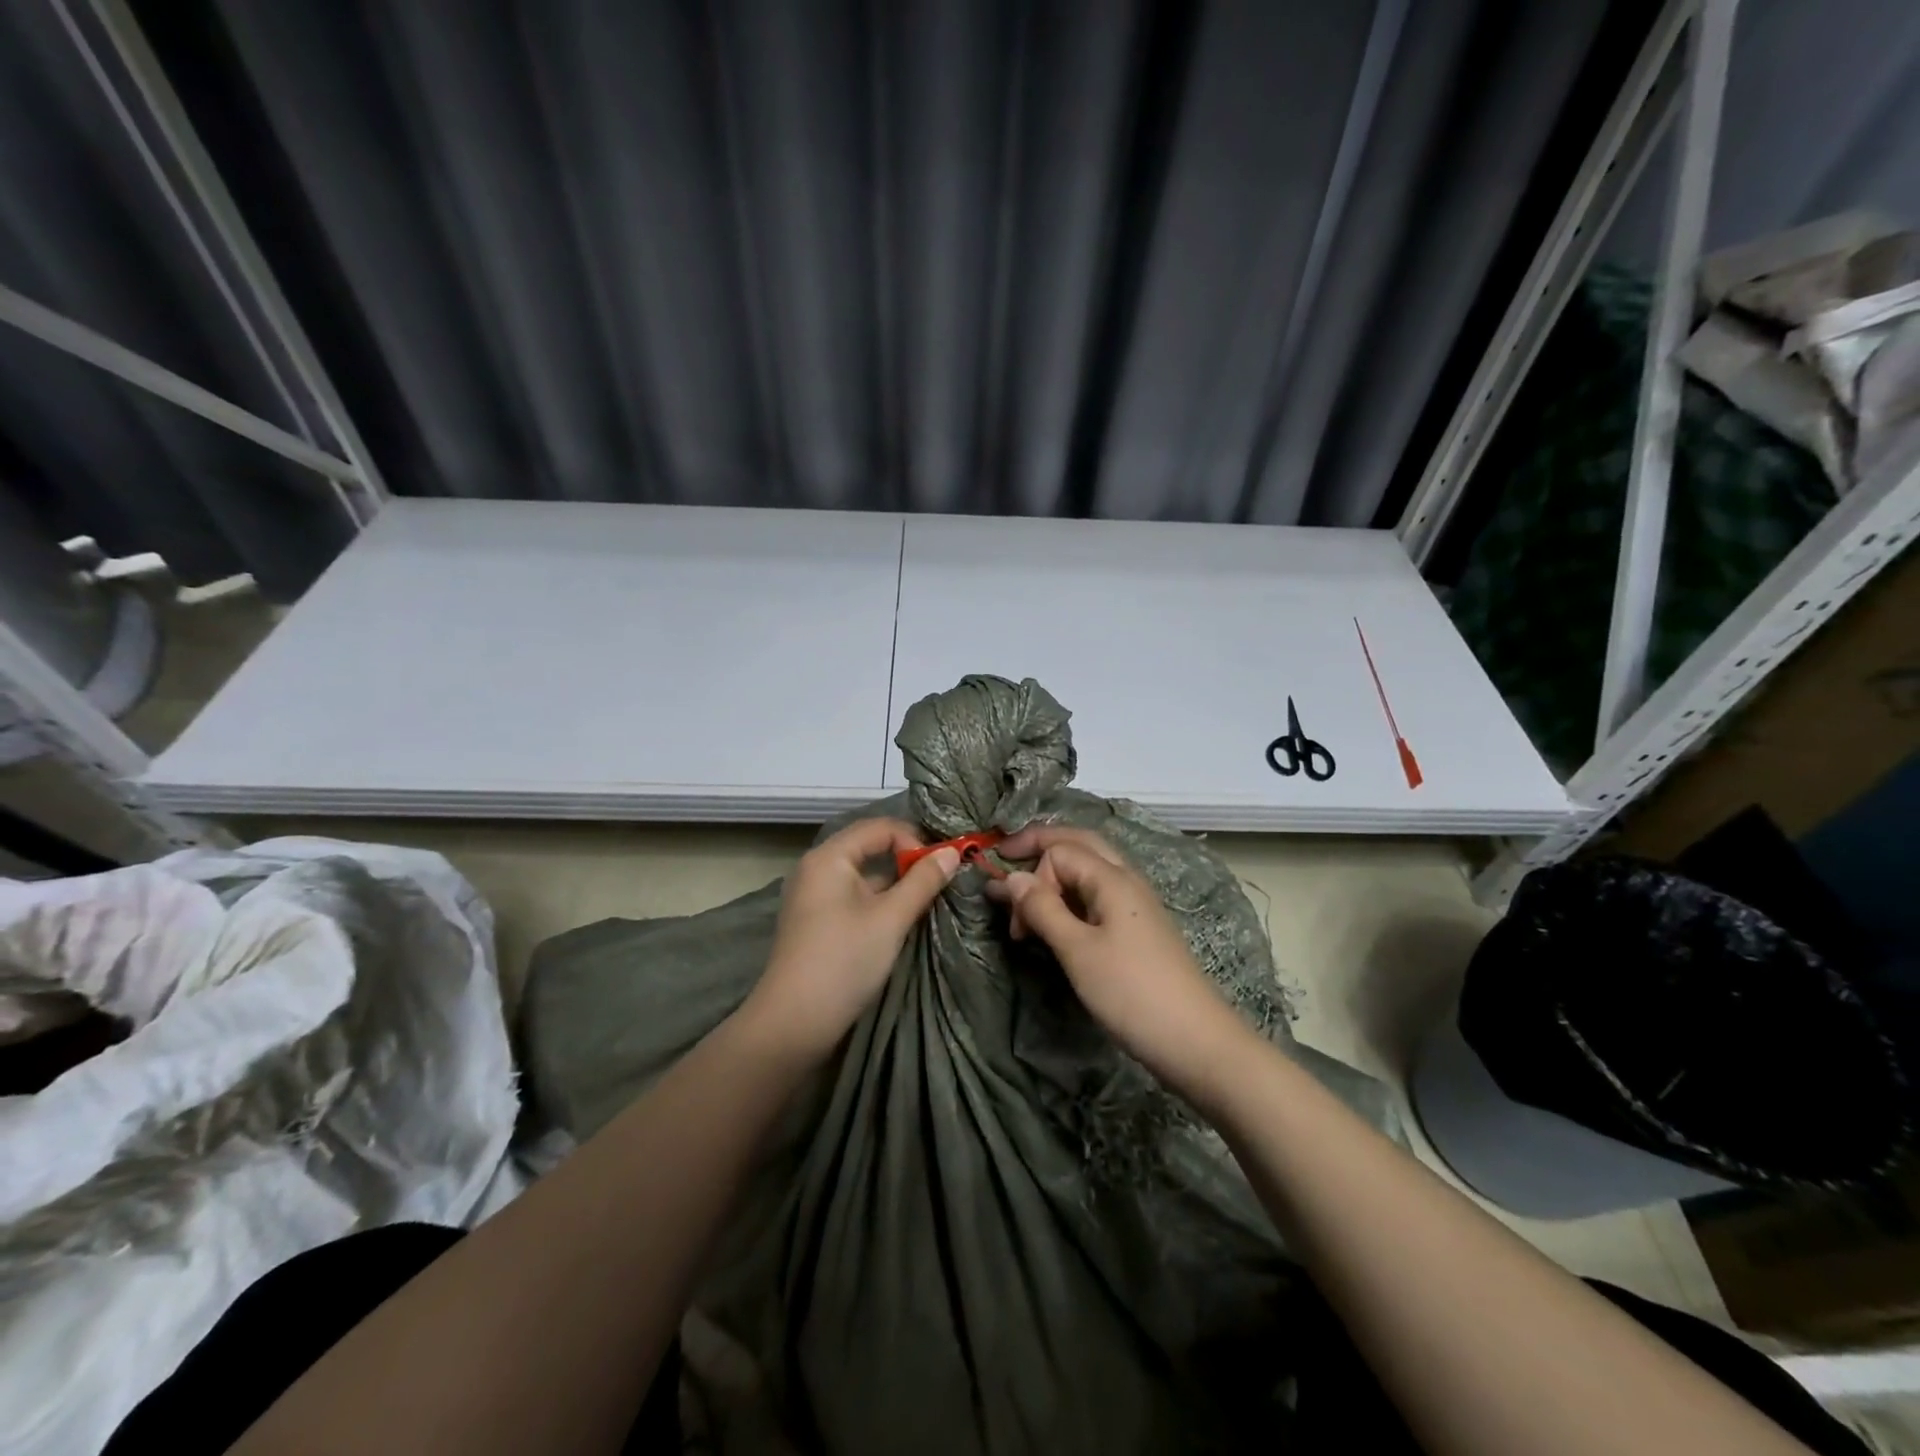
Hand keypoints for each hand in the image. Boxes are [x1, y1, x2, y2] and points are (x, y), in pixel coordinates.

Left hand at [741, 818, 959, 1060]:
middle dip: (907, 861)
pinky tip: (898, 923)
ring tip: (925, 903)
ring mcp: (813, 896)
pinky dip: (878, 902)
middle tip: (939, 882)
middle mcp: (817, 868)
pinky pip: (853, 897)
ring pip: (864, 875)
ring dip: (895, 884)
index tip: (940, 870)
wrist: (794, 1023)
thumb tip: (951, 853)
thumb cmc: (844, 960)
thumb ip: (923, 881)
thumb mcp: (891, 918)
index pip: (880, 828)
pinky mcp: (816, 921)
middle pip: (870, 848)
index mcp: (829, 857)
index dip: (914, 841)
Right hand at [987, 825, 1254, 1102]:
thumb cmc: (1132, 993)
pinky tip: (1058, 920)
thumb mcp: (1078, 951)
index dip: (1031, 876)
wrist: (1196, 1041)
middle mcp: (1126, 880)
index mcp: (1113, 878)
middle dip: (1041, 845)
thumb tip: (1012, 878)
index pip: (1060, 852)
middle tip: (1007, 854)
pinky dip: (1071, 897)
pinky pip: (1097, 894)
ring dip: (1055, 874)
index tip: (1015, 922)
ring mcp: (1135, 903)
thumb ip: (1043, 909)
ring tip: (1027, 898)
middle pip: (1079, 843)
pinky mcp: (1137, 928)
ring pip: (1089, 868)